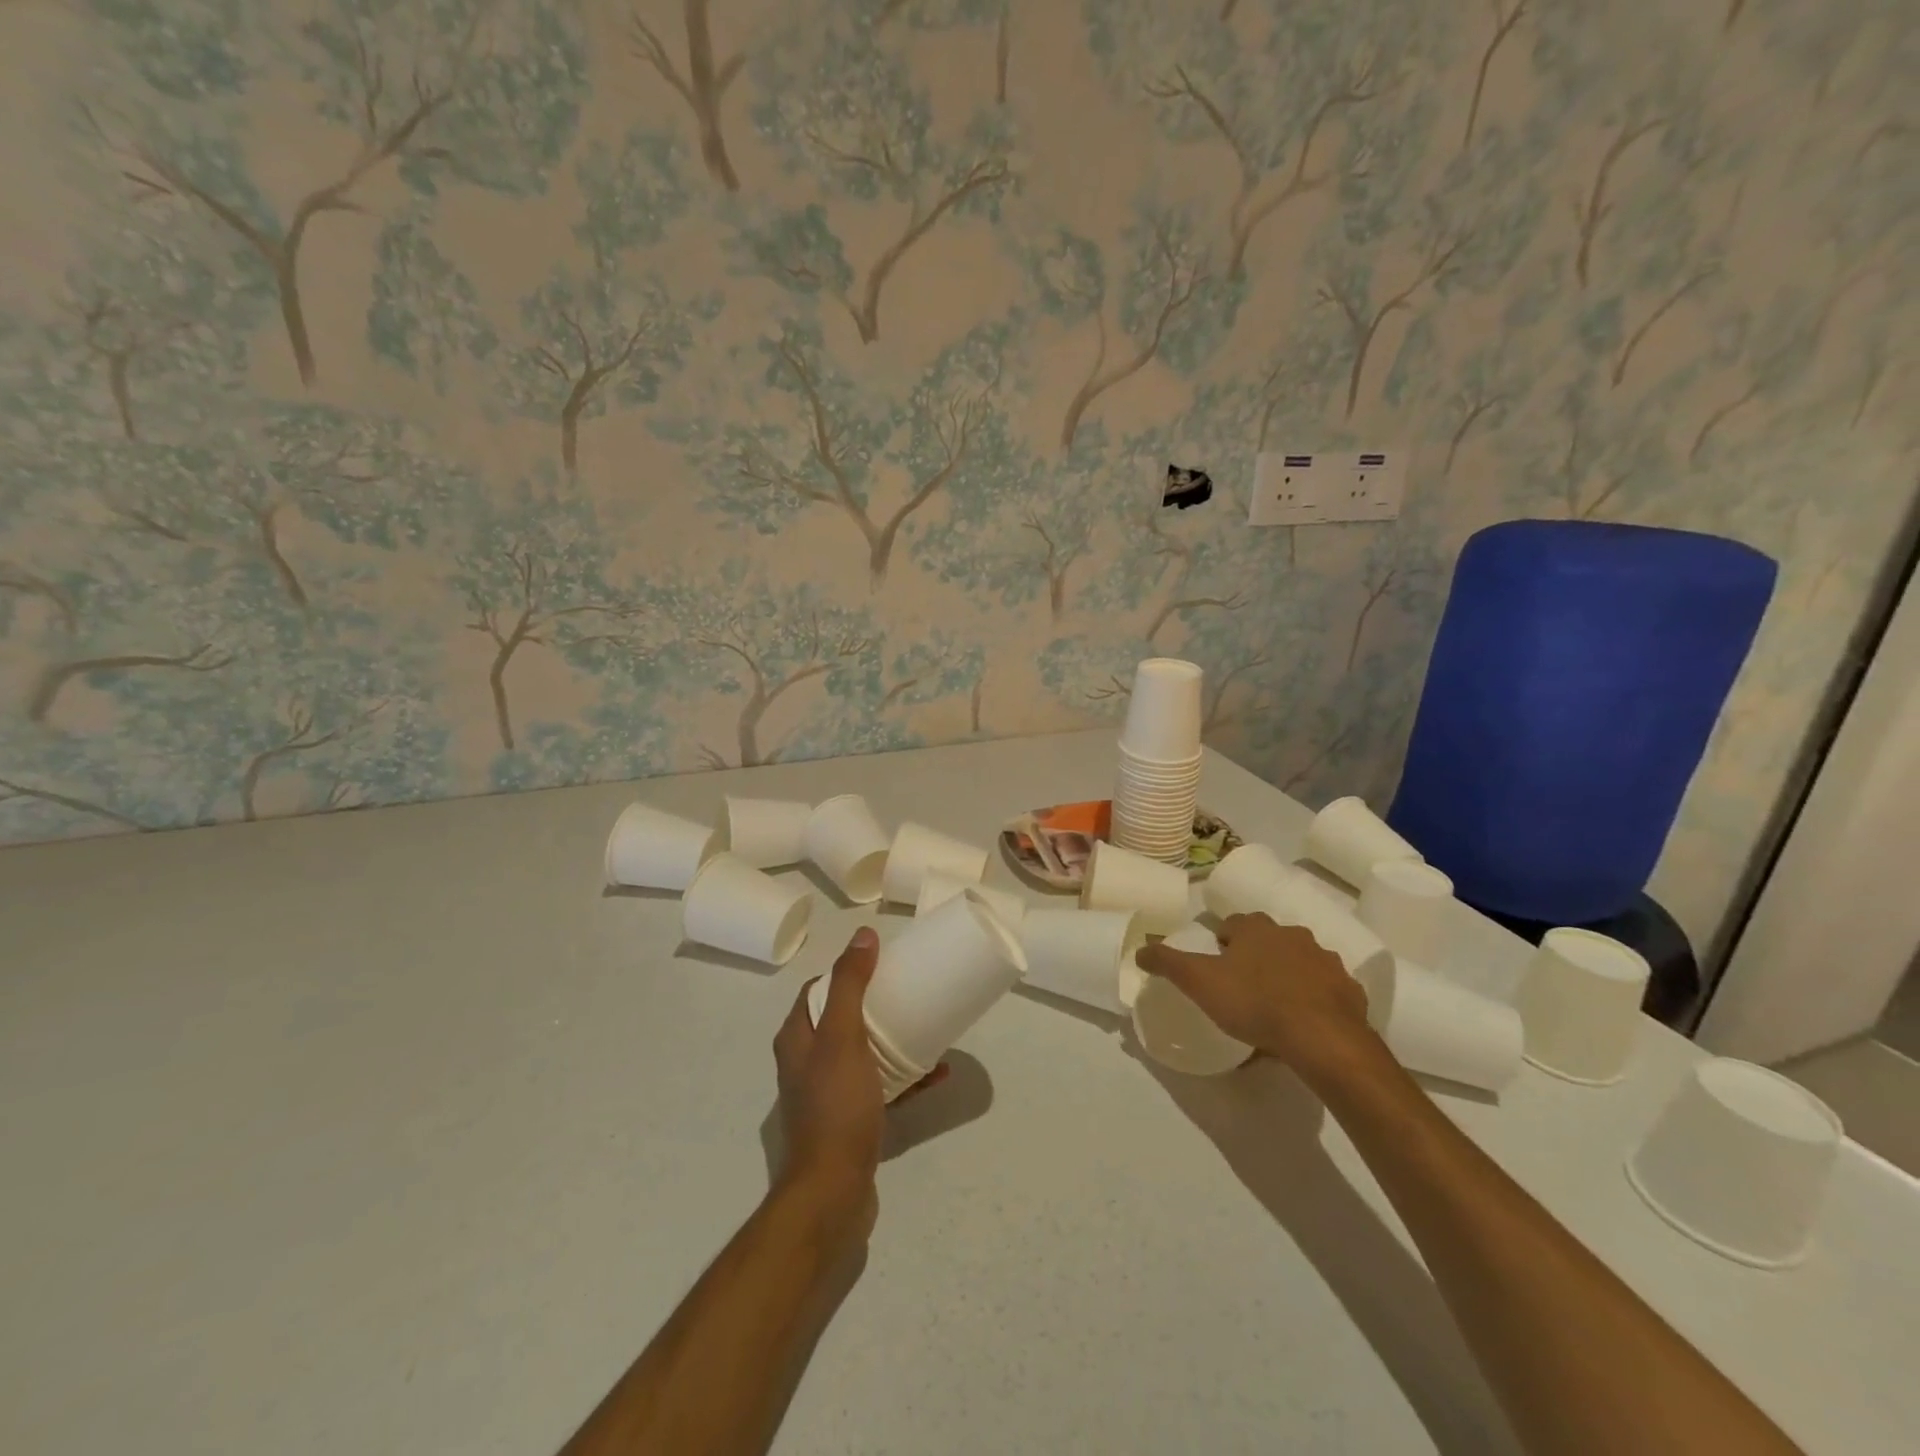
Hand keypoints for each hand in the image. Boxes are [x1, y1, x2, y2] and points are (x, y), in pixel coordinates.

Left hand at [771, 927, 944, 1228]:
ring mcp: (830, 1093)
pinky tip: (937, 1072)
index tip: (883, 963)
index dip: (849, 971)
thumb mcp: (842, 1036)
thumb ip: (850, 985)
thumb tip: (863, 935)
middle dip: (878, 1003)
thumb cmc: (835, 1106)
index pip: (820, 989)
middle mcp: (808, 1061)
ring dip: (895, 1038)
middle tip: (910, 991)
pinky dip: (906, 1076)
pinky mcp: (852, 1119)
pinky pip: (882, 1085)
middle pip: (845, 1018)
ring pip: (865, 1052)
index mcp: (797, 1038)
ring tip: (929, 1026)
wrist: (833, 1192)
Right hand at [1136, 912, 1376, 1075]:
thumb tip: (1140, 949)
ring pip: (1300, 962)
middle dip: (1257, 956)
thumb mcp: (1199, 982)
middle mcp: (1293, 935)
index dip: (1224, 941)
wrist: (1323, 1039)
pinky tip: (1305, 1024)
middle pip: (1269, 940)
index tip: (1217, 963)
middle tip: (1243, 986)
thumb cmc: (1255, 1003)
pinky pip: (1327, 990)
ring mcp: (1326, 962)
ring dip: (1288, 976)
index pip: (1235, 923)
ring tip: (1275, 1007)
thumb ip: (1167, 963)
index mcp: (1256, 930)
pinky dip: (1315, 1000)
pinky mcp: (1350, 991)